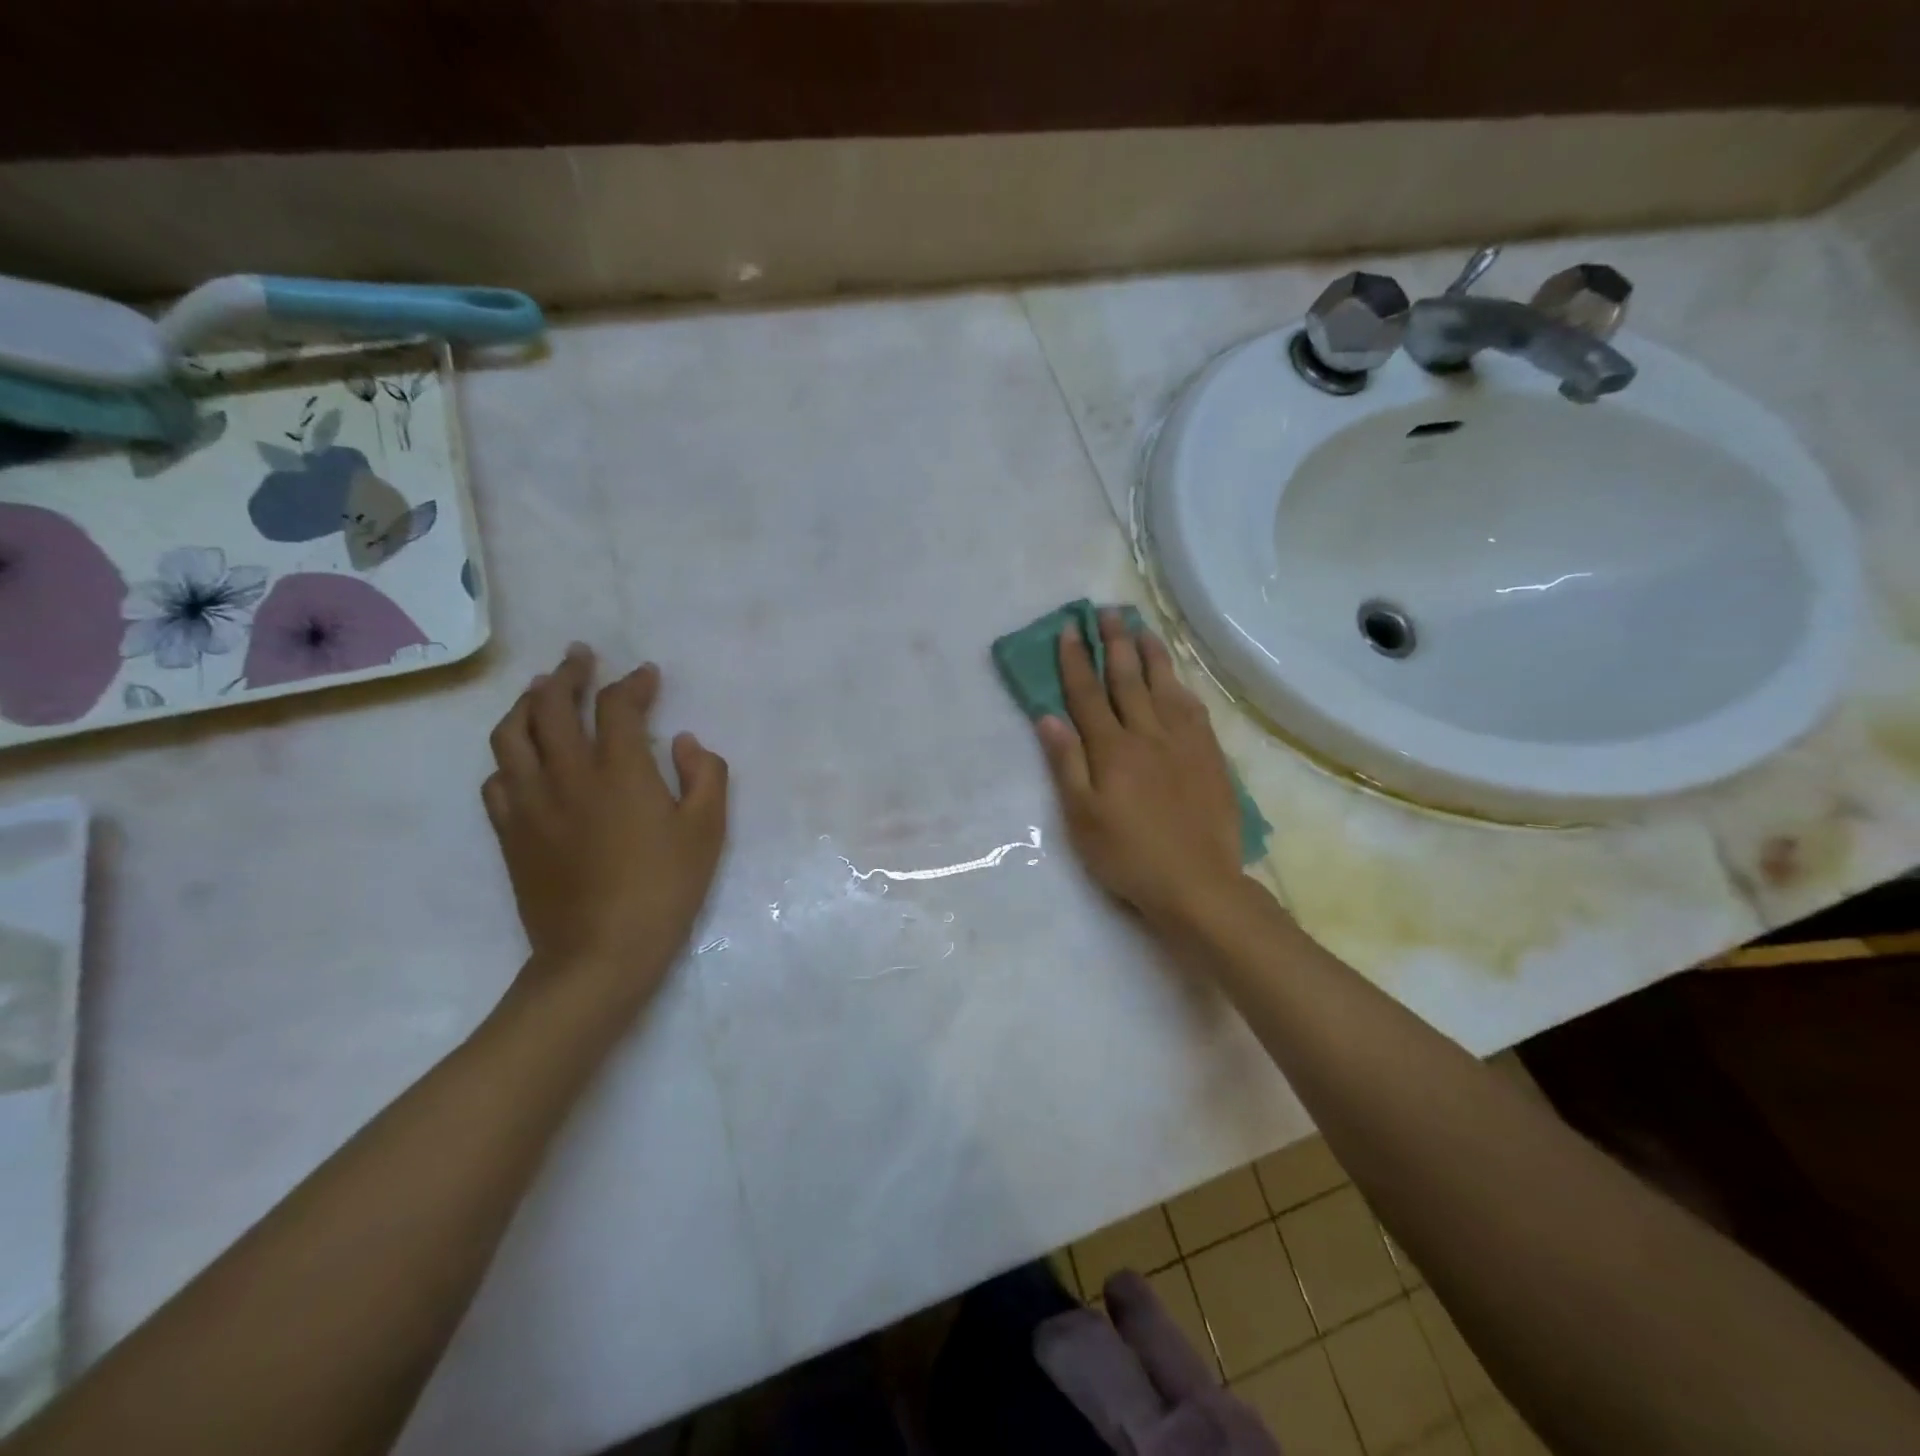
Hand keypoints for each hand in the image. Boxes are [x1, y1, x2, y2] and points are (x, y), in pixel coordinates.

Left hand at [484, 644, 727, 1003]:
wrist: (600, 952)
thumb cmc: (664, 889)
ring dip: (526, 703)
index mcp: (619, 770)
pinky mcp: (510, 831)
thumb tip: (684, 742)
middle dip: (567, 674)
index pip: (618, 706)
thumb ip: (705, 775)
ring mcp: (530, 802)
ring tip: (539, 690)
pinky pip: (496, 778)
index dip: (632, 683)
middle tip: (579, 657)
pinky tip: (521, 756)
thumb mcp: (707, 831)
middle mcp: (567, 774)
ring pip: (511, 734)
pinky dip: (508, 755)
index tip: (646, 674)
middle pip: (552, 706)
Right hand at [1036, 610, 1243, 927]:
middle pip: (1127, 680)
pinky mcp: (1209, 757)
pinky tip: (1178, 678)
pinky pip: (1194, 709)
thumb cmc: (1128, 856)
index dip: (1075, 661)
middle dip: (1114, 643)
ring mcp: (1183, 743)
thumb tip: (1048, 717)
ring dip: (1151, 654)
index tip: (1068, 630)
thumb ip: (1066, 764)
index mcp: (1112, 749)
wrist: (1197, 884)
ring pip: (1164, 687)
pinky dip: (1182, 686)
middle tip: (1107, 611)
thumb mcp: (1082, 817)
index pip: (1088, 694)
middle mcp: (1148, 735)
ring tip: (1142, 628)